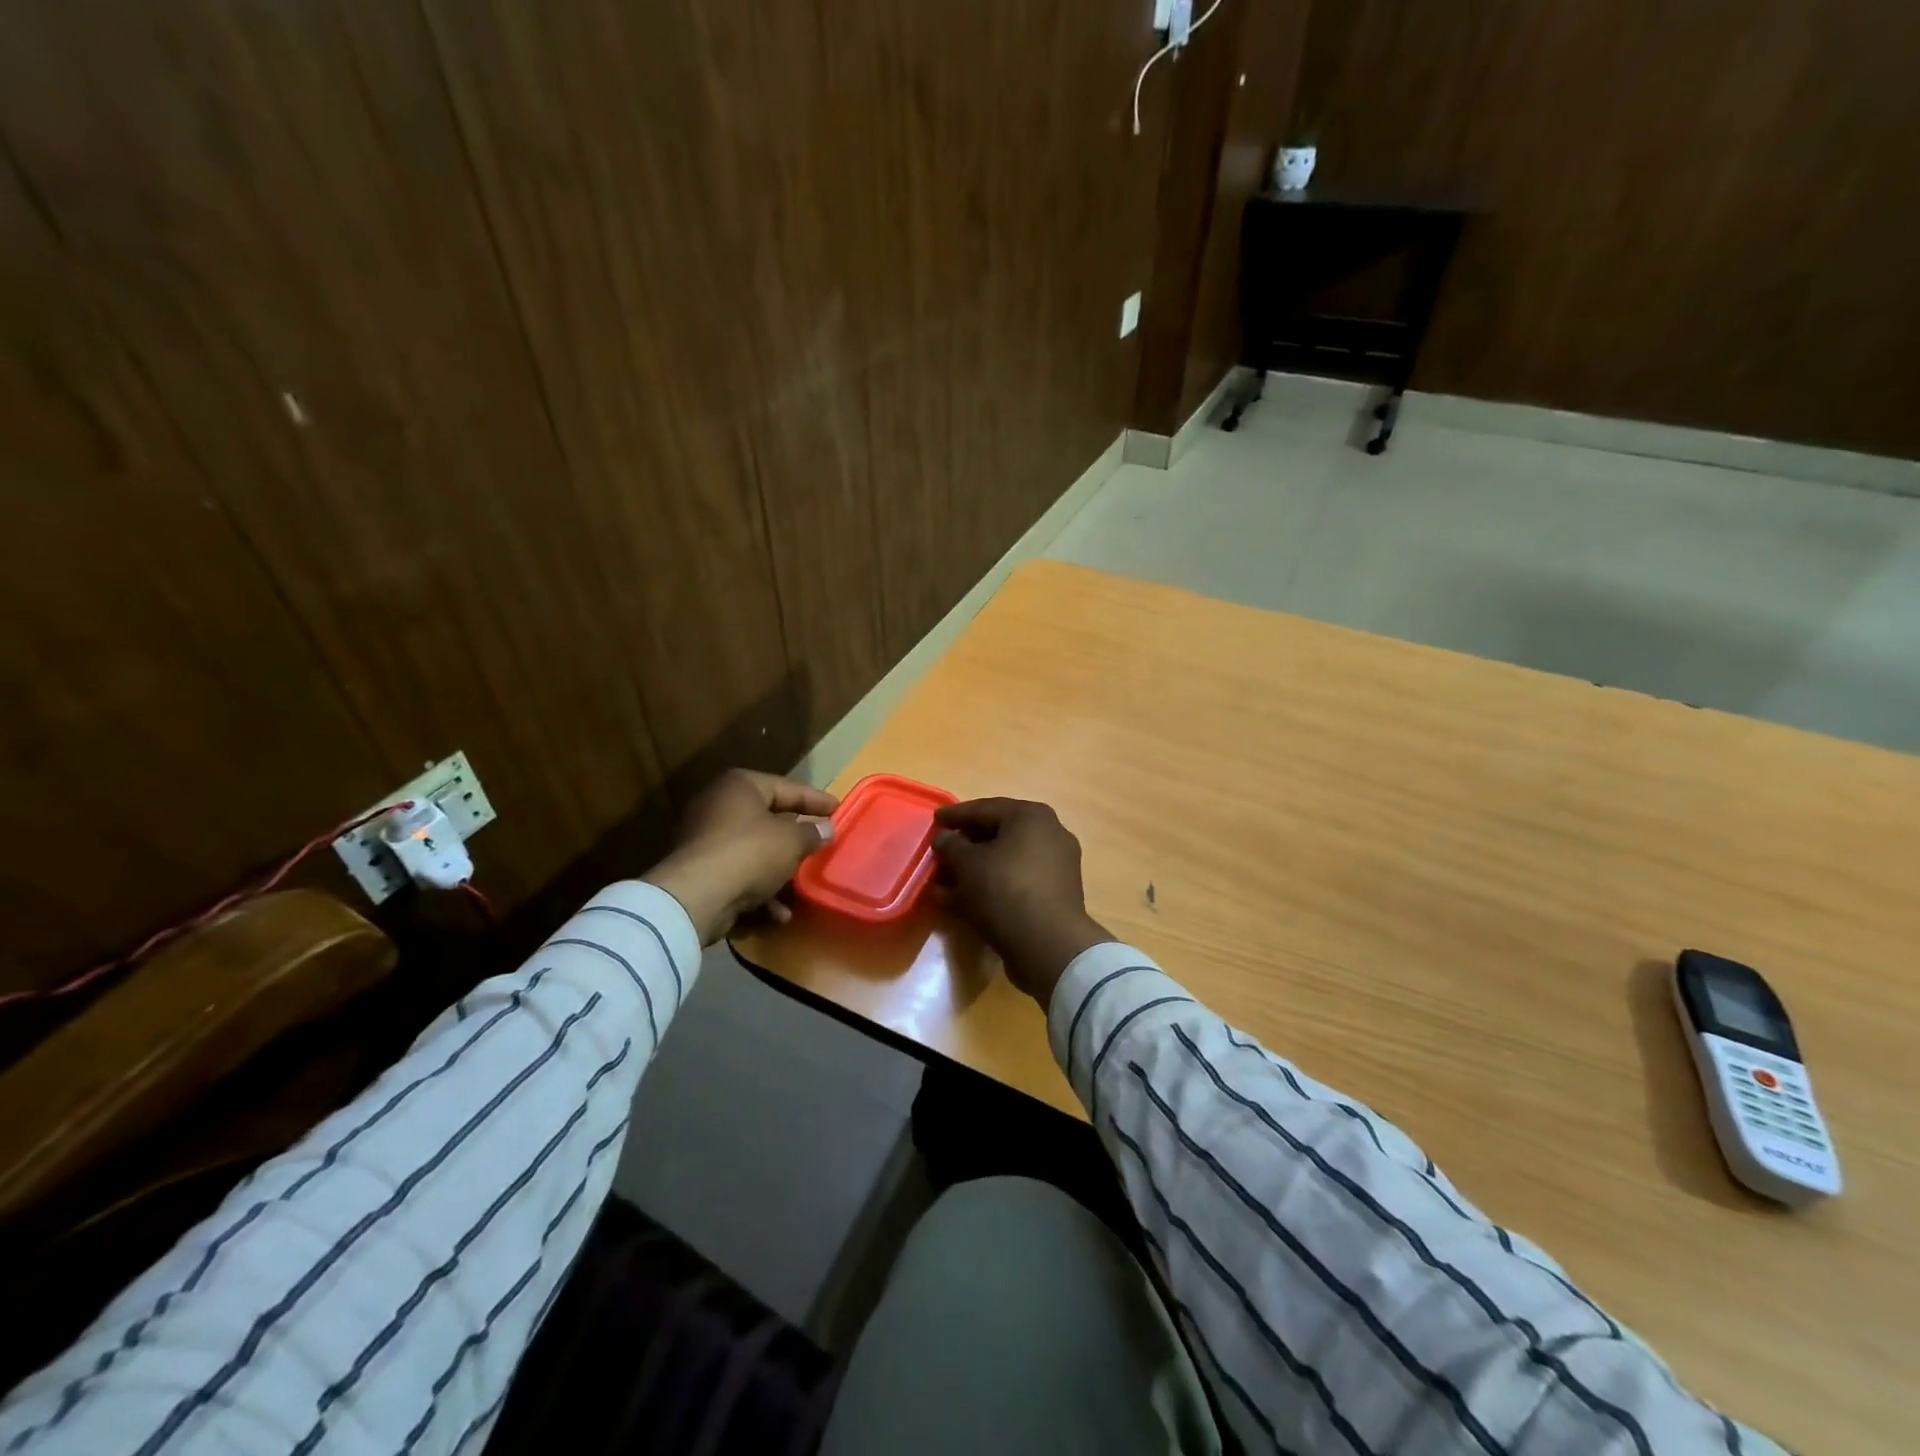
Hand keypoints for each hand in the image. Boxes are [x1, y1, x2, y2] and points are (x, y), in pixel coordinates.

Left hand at [643, 769, 837, 944]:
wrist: (696, 897)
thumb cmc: (749, 853)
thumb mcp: (792, 841)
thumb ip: (812, 833)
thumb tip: (826, 829)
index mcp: (740, 787)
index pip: (786, 787)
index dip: (815, 799)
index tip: (838, 808)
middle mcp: (719, 806)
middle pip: (768, 819)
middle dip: (795, 837)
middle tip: (820, 843)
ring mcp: (706, 840)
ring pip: (754, 851)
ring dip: (780, 870)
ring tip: (803, 885)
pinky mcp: (700, 872)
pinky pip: (739, 875)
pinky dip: (760, 891)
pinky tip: (779, 913)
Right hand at [932, 798, 1111, 1006]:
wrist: (1048, 945)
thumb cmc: (1005, 890)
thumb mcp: (967, 864)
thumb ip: (951, 845)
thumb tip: (944, 837)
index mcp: (1032, 816)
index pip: (985, 808)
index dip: (956, 814)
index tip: (935, 819)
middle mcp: (1049, 834)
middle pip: (997, 834)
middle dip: (965, 845)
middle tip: (939, 851)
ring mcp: (1055, 866)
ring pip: (1004, 861)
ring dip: (973, 869)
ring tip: (942, 880)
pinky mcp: (1054, 895)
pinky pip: (1014, 882)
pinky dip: (989, 886)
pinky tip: (960, 901)